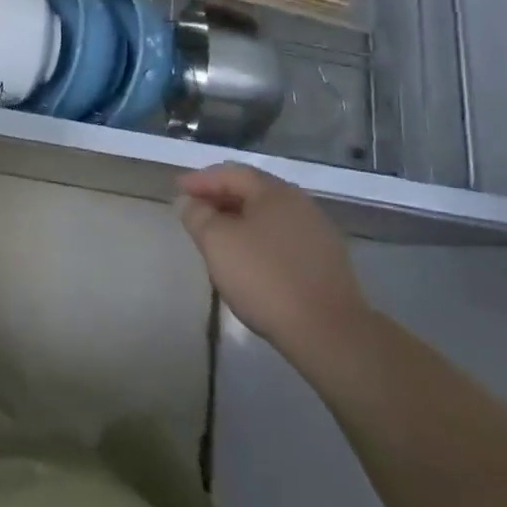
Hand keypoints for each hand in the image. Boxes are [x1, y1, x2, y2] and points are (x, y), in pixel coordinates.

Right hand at [178, 164, 372, 357]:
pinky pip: (282, 239)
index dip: (200, 180)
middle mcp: (300, 204)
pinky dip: (258, 240)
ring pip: (268, 217)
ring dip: (239, 220)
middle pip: (251, 191)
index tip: (177, 191)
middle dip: (219, 198)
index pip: (230, 173)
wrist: (329, 334)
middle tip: (195, 211)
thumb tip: (190, 202)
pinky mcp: (326, 263)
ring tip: (217, 237)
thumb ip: (198, 215)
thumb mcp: (217, 242)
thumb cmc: (265, 278)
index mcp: (275, 192)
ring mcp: (317, 234)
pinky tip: (248, 260)